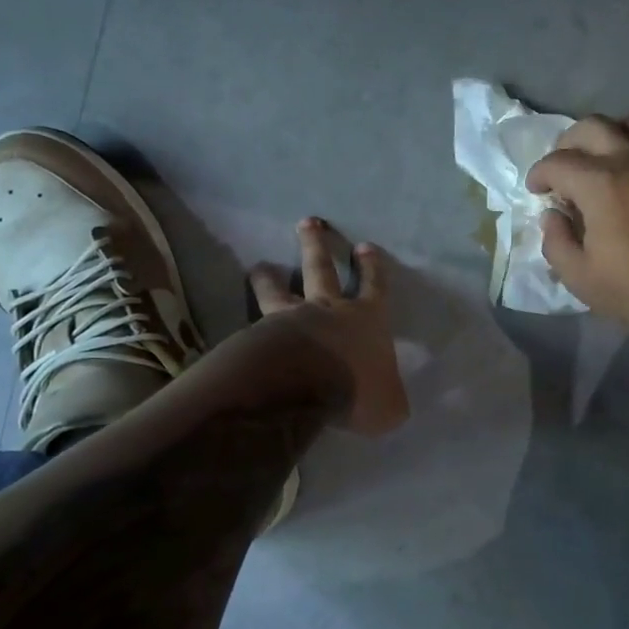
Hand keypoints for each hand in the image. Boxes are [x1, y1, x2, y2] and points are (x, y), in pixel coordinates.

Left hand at [249, 219, 409, 435]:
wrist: (303, 386)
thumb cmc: (357, 390)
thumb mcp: (390, 406)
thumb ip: (390, 400)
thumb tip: (392, 404)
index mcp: (367, 319)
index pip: (375, 286)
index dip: (372, 268)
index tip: (365, 247)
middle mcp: (329, 309)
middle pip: (322, 268)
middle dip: (317, 244)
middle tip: (308, 222)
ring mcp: (290, 317)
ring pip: (278, 288)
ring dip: (269, 275)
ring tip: (259, 266)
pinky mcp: (260, 333)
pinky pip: (252, 321)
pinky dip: (246, 316)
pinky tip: (236, 324)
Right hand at [525, 115, 628, 350]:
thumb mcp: (580, 277)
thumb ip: (556, 241)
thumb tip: (552, 217)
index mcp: (601, 183)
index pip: (558, 162)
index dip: (539, 174)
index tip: (536, 191)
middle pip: (592, 127)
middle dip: (568, 144)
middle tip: (562, 170)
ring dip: (607, 137)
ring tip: (600, 162)